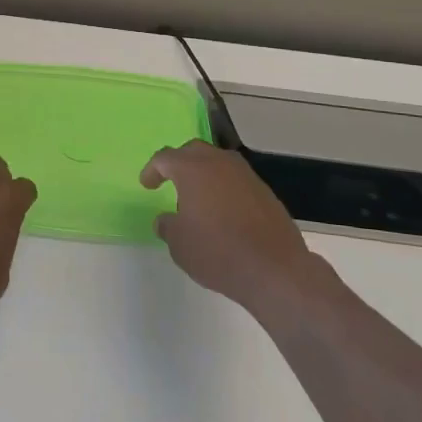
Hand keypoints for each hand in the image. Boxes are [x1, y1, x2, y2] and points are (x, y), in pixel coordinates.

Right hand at [142, 141, 333, 311]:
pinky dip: (225, 189)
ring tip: (198, 198)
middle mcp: (220, 163)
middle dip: (179, 163)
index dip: (152, 170)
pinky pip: (236, 181)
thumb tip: (166, 219)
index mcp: (193, 169)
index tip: (147, 185)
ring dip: (204, 174)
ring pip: (218, 163)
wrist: (275, 269)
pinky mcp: (265, 192)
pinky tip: (223, 212)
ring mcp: (246, 176)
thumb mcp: (179, 244)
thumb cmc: (217, 252)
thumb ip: (168, 226)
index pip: (165, 158)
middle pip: (194, 151)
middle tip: (171, 181)